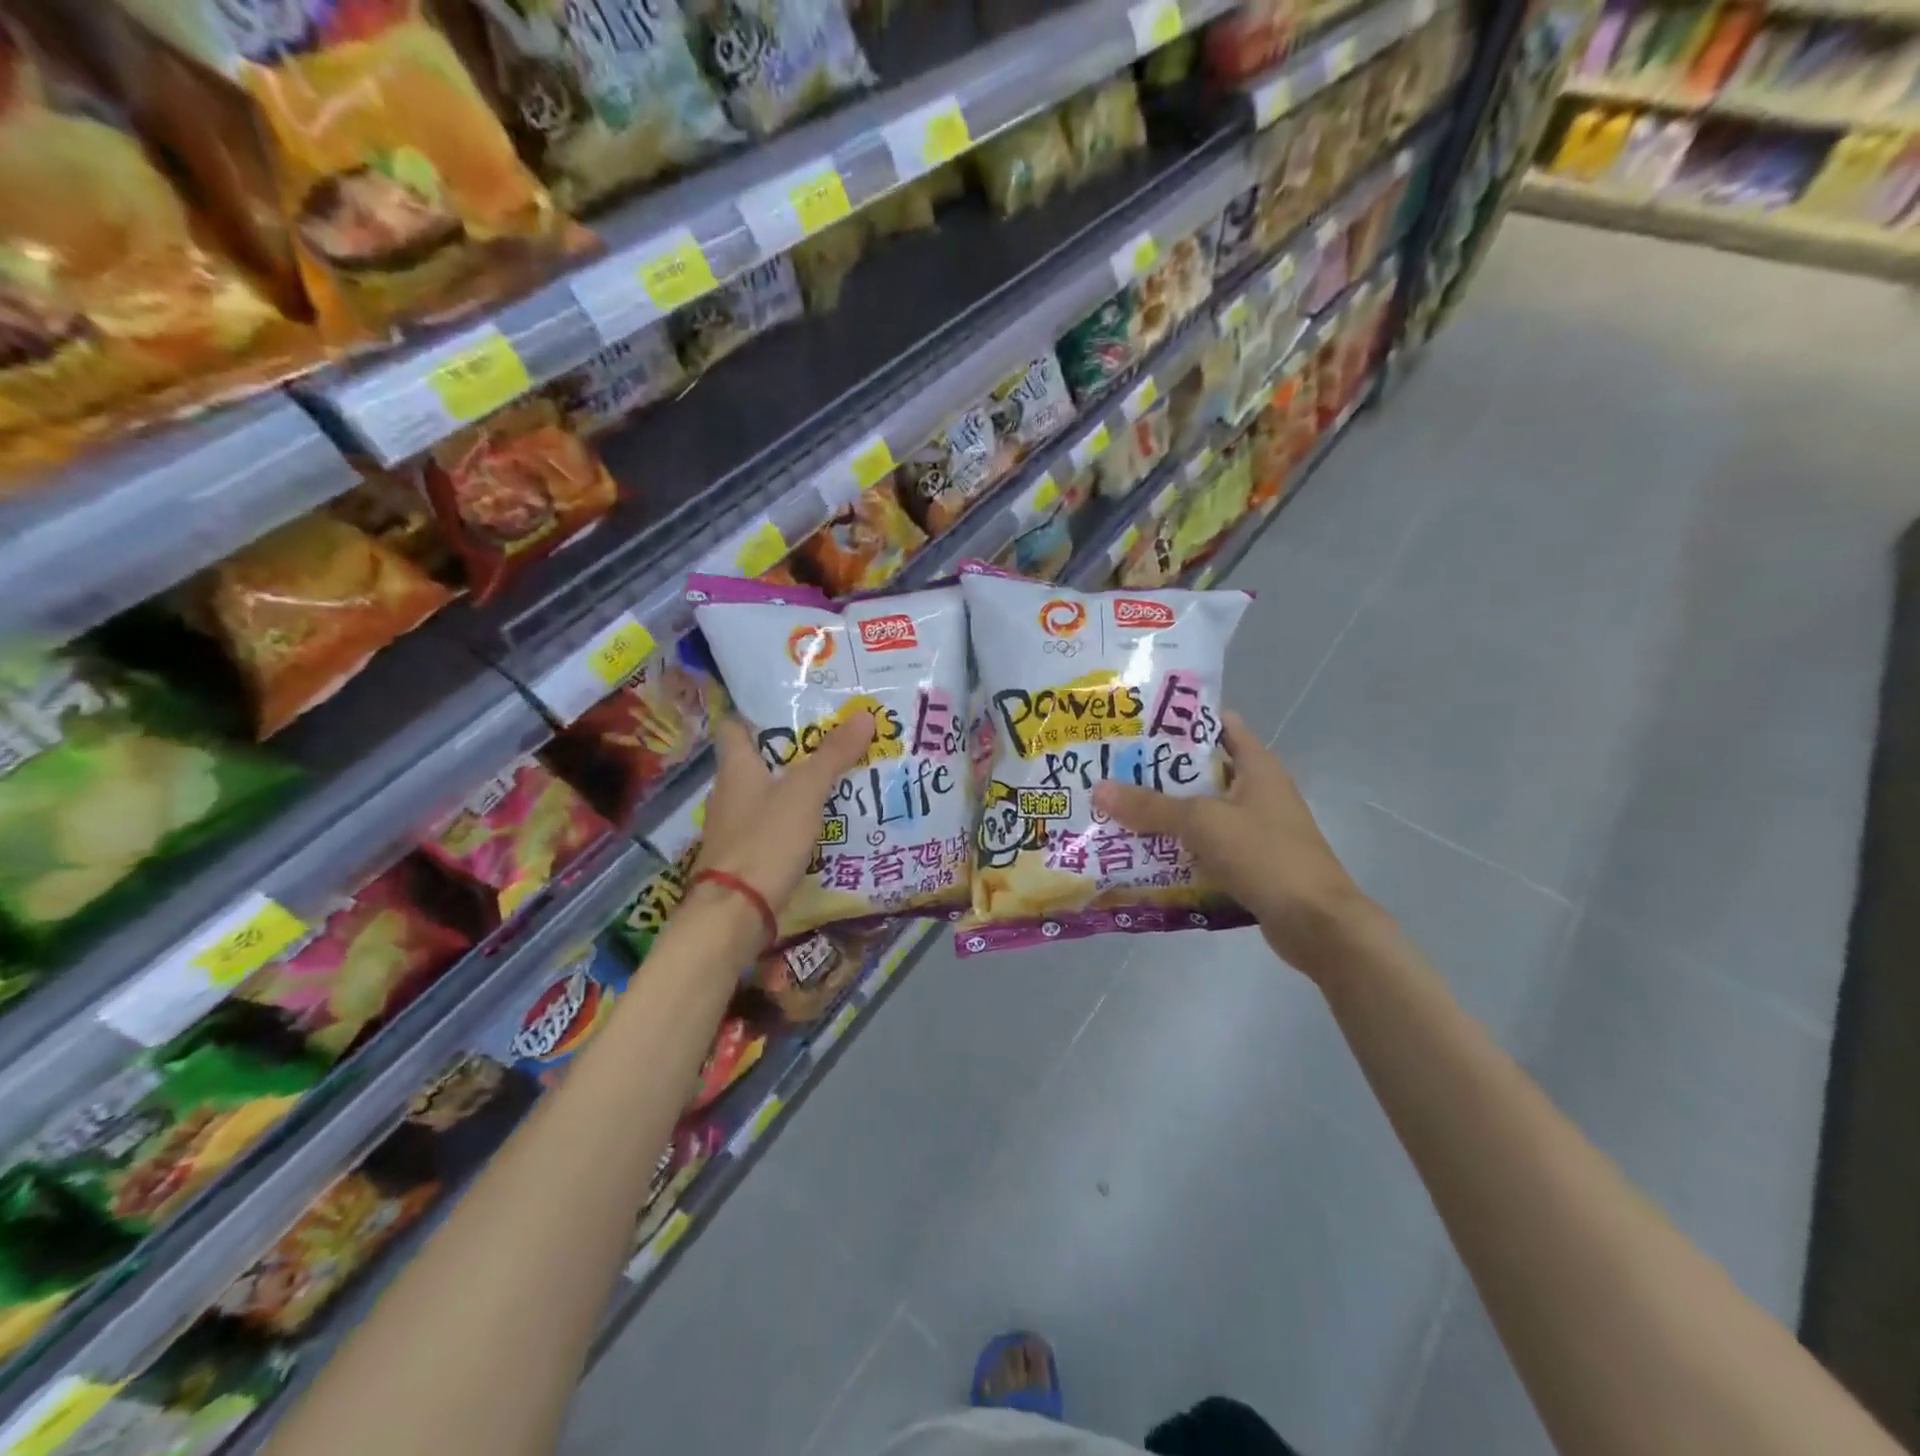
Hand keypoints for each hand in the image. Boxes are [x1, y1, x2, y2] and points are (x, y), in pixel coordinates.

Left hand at [693, 712, 875, 915]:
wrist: (735, 913)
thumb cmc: (765, 840)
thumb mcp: (806, 792)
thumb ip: (833, 755)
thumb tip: (864, 714)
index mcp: (735, 767)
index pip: (734, 726)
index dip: (758, 713)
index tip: (794, 708)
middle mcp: (729, 792)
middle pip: (757, 760)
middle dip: (791, 751)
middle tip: (832, 741)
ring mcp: (734, 826)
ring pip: (767, 794)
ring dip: (794, 787)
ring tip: (836, 779)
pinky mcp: (744, 855)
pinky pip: (772, 826)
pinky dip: (793, 820)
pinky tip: (822, 823)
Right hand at [1091, 711, 1377, 980]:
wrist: (1317, 924)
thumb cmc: (1265, 856)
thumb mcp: (1203, 822)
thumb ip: (1151, 806)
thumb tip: (1099, 789)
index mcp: (1257, 767)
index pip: (1220, 725)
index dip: (1182, 720)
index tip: (1138, 724)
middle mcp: (1258, 792)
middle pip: (1203, 771)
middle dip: (1159, 772)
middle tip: (1112, 769)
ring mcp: (1256, 830)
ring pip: (1202, 813)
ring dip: (1166, 814)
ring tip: (1117, 810)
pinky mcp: (1250, 864)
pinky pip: (1206, 848)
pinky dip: (1179, 848)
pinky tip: (1144, 853)